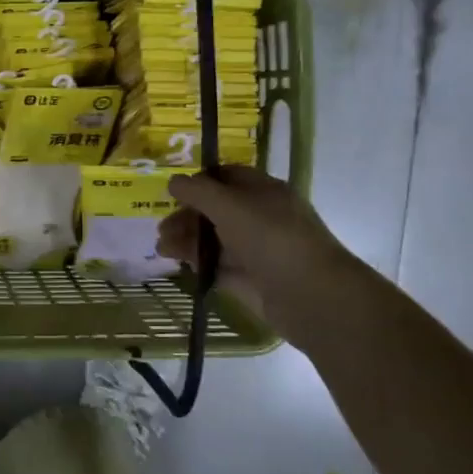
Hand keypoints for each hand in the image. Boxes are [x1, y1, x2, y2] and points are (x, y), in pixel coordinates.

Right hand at [158, 166, 362, 347]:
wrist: (311, 296)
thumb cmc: (272, 239)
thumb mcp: (231, 206)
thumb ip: (198, 192)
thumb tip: (173, 181)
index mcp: (263, 192)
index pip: (227, 177)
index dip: (200, 181)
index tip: (172, 192)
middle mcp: (260, 217)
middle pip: (216, 210)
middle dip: (187, 216)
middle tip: (161, 229)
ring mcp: (256, 249)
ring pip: (215, 239)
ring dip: (187, 240)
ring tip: (162, 250)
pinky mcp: (250, 279)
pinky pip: (219, 266)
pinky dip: (198, 263)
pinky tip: (179, 264)